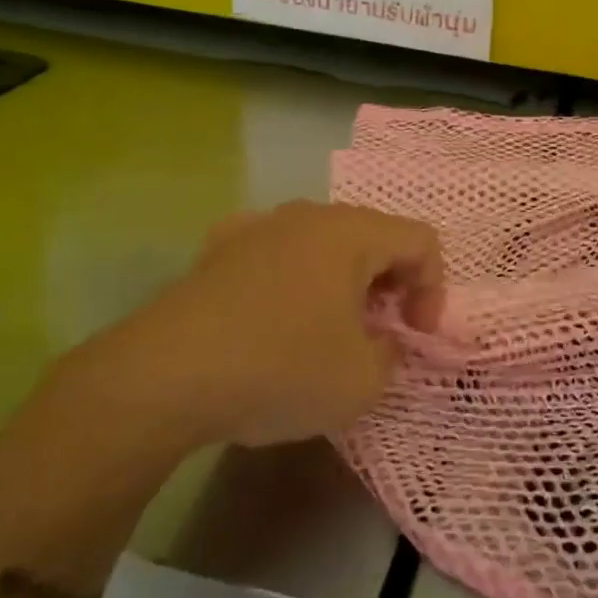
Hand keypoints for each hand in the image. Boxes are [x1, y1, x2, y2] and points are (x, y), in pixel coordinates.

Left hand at [69, 201, 445, 450]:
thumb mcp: (362, 381)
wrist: (164, 377)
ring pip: (323, 245)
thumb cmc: (280, 369)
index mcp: (351, 232)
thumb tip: (381, 340)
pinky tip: (276, 321)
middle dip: (389, 285)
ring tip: (329, 332)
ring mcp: (257, 227)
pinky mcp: (217, 250)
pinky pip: (278, 255)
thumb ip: (392, 354)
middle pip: (373, 237)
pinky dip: (295, 282)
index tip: (416, 337)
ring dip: (342, 284)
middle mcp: (307, 216)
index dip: (433, 289)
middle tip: (380, 334)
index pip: (420, 241)